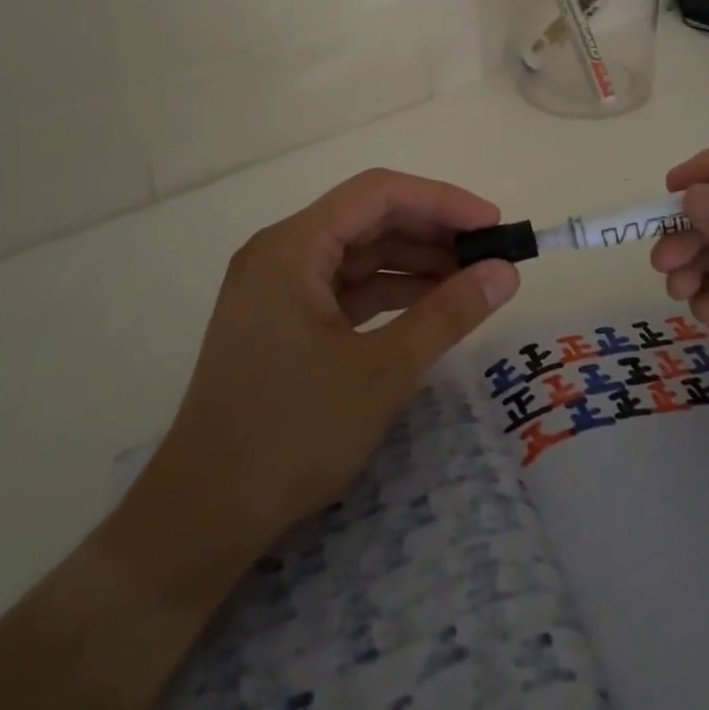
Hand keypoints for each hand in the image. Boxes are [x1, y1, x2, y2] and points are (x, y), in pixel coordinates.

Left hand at [134, 169, 521, 557]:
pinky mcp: (281, 319)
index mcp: (293, 246)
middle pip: (367, 218)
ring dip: (413, 262)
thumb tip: (505, 272)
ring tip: (471, 279)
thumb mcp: (382, 372)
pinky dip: (388, 292)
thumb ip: (447, 314)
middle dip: (431, 231)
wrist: (203, 516)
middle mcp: (281, 252)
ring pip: (357, 253)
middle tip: (489, 254)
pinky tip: (431, 305)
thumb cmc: (291, 435)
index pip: (377, 194)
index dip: (441, 201)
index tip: (492, 225)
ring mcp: (278, 286)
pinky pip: (344, 287)